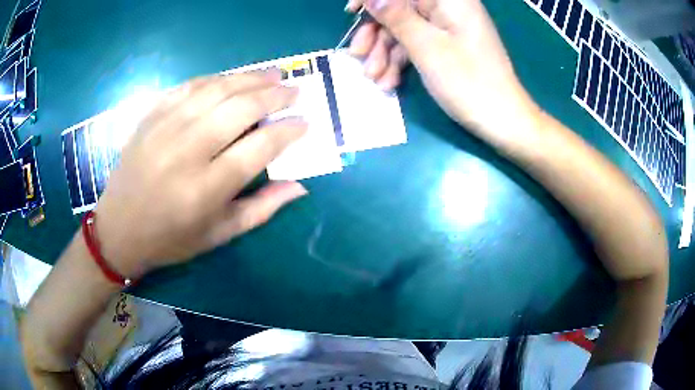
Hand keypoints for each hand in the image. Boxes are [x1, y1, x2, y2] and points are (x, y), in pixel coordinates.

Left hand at [94, 70, 307, 278]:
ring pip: (216, 90)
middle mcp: (187, 152)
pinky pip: (188, 86)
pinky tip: (231, 79)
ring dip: (250, 78)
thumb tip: (299, 187)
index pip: (259, 148)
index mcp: (206, 189)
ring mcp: (165, 128)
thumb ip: (261, 209)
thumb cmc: (170, 239)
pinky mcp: (150, 117)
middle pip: (240, 109)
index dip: (287, 131)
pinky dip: (216, 79)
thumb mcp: (218, 235)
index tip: (305, 122)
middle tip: (295, 90)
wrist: (118, 228)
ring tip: (273, 74)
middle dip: (274, 95)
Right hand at [362, 0, 541, 145]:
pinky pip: (417, 45)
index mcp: (448, 0)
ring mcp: (447, 29)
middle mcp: (447, 8)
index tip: (351, 12)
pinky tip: (390, 82)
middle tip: (358, 56)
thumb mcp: (426, 47)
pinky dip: (400, 61)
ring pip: (405, 29)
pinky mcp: (447, 46)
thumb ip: (396, 17)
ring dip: (385, 52)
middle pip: (400, 9)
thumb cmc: (469, 81)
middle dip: (376, 32)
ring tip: (375, 78)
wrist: (502, 120)